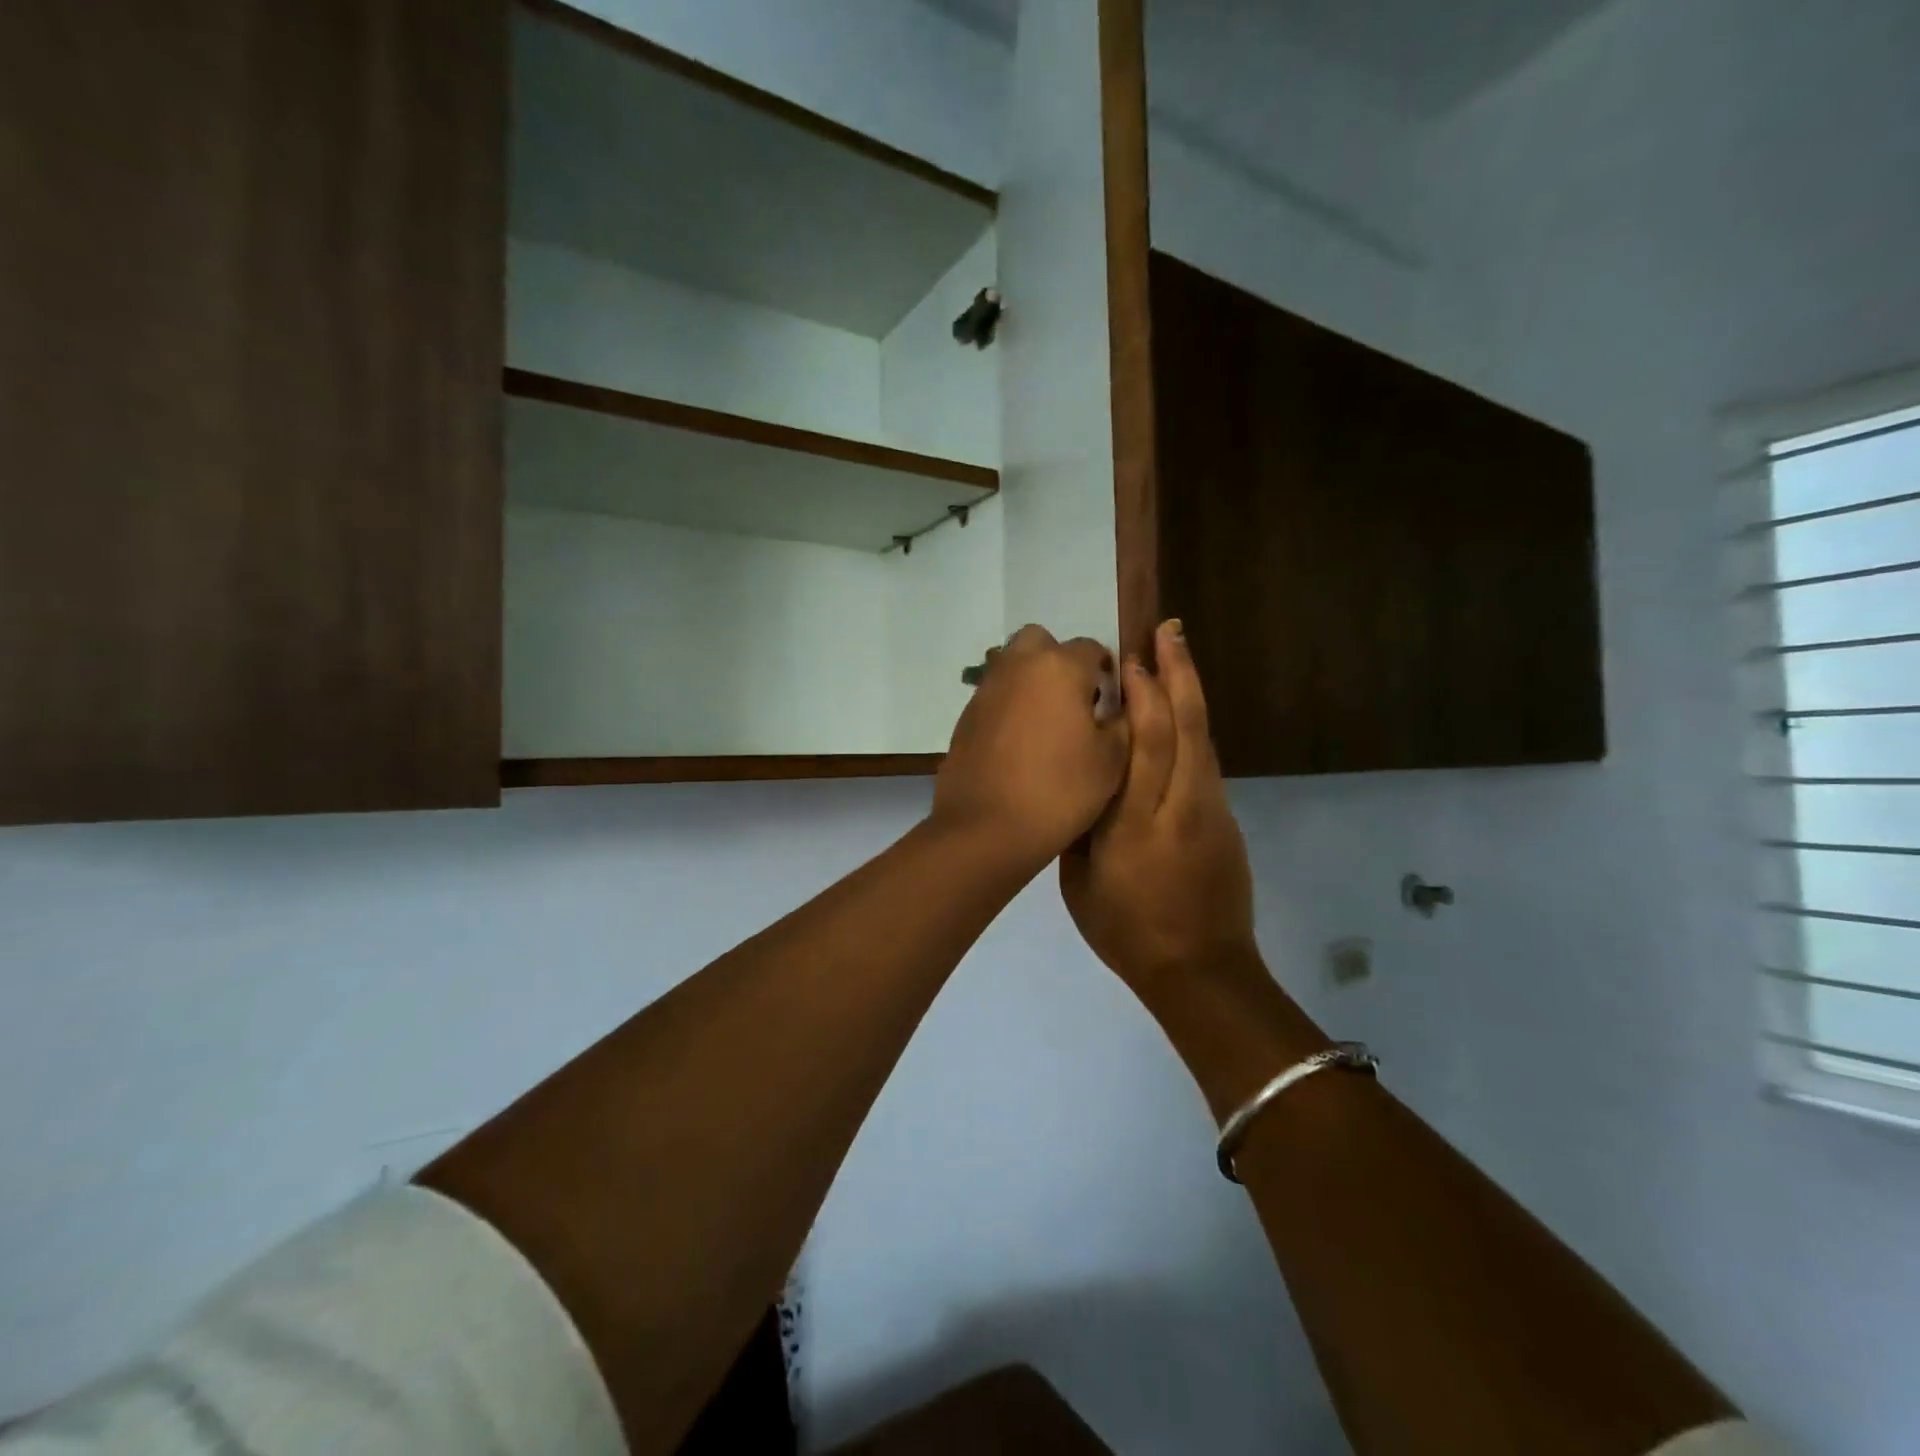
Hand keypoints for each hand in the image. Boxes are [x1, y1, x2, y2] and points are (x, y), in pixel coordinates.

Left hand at [931, 625, 1129, 872]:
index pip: (1092, 648)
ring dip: (1033, 681)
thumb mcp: (1112, 760)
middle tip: (1075, 701)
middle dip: (1060, 662)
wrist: (986, 827)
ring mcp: (987, 688)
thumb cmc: (1060, 792)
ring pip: (1014, 665)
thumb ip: (1123, 720)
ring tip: (1048, 724)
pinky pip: (996, 694)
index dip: (1106, 672)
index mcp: (1060, 667)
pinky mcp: (966, 714)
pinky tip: (1020, 743)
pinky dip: (1010, 705)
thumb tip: (1116, 704)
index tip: (1111, 701)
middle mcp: (1019, 665)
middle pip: (1042, 643)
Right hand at [1060, 620, 1255, 1004]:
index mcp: (1137, 825)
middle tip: (1168, 629)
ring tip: (1176, 652)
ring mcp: (1211, 811)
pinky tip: (1179, 712)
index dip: (1142, 696)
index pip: (1146, 746)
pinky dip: (1193, 726)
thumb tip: (1081, 776)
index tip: (1130, 658)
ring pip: (1204, 738)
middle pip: (1187, 727)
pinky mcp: (1226, 819)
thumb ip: (1080, 825)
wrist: (1201, 971)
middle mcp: (1181, 807)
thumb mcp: (1079, 884)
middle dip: (1178, 673)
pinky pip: (1206, 761)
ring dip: (1191, 691)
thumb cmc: (1127, 932)